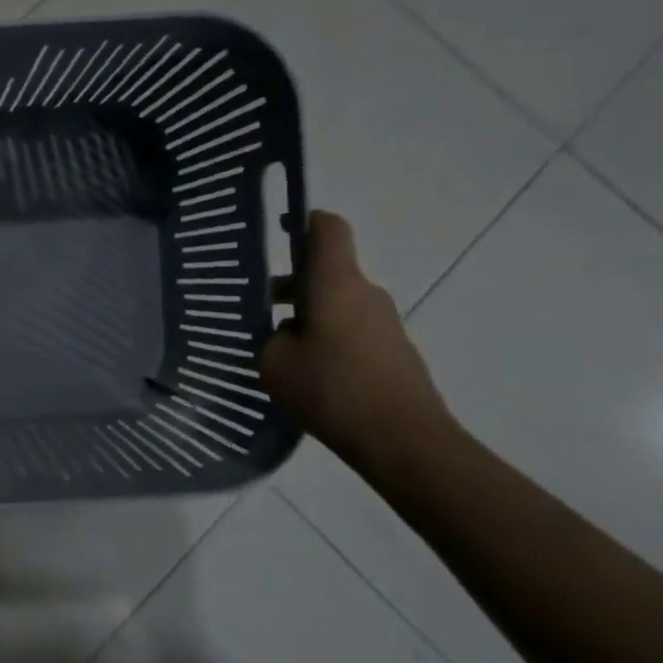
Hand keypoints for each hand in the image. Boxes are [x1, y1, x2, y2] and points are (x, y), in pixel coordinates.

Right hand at [260, 211, 453, 468]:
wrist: (404, 440)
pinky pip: (353, 330)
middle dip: (292, 282)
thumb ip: (271, 338)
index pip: (327, 229)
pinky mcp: (394, 351)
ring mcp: (385, 323)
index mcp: (336, 283)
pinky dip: (328, 338)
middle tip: (258, 306)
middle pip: (328, 269)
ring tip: (278, 348)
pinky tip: (309, 372)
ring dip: (309, 314)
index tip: (278, 231)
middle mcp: (365, 293)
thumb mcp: (274, 363)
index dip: (302, 222)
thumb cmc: (332, 390)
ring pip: (339, 302)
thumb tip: (283, 333)